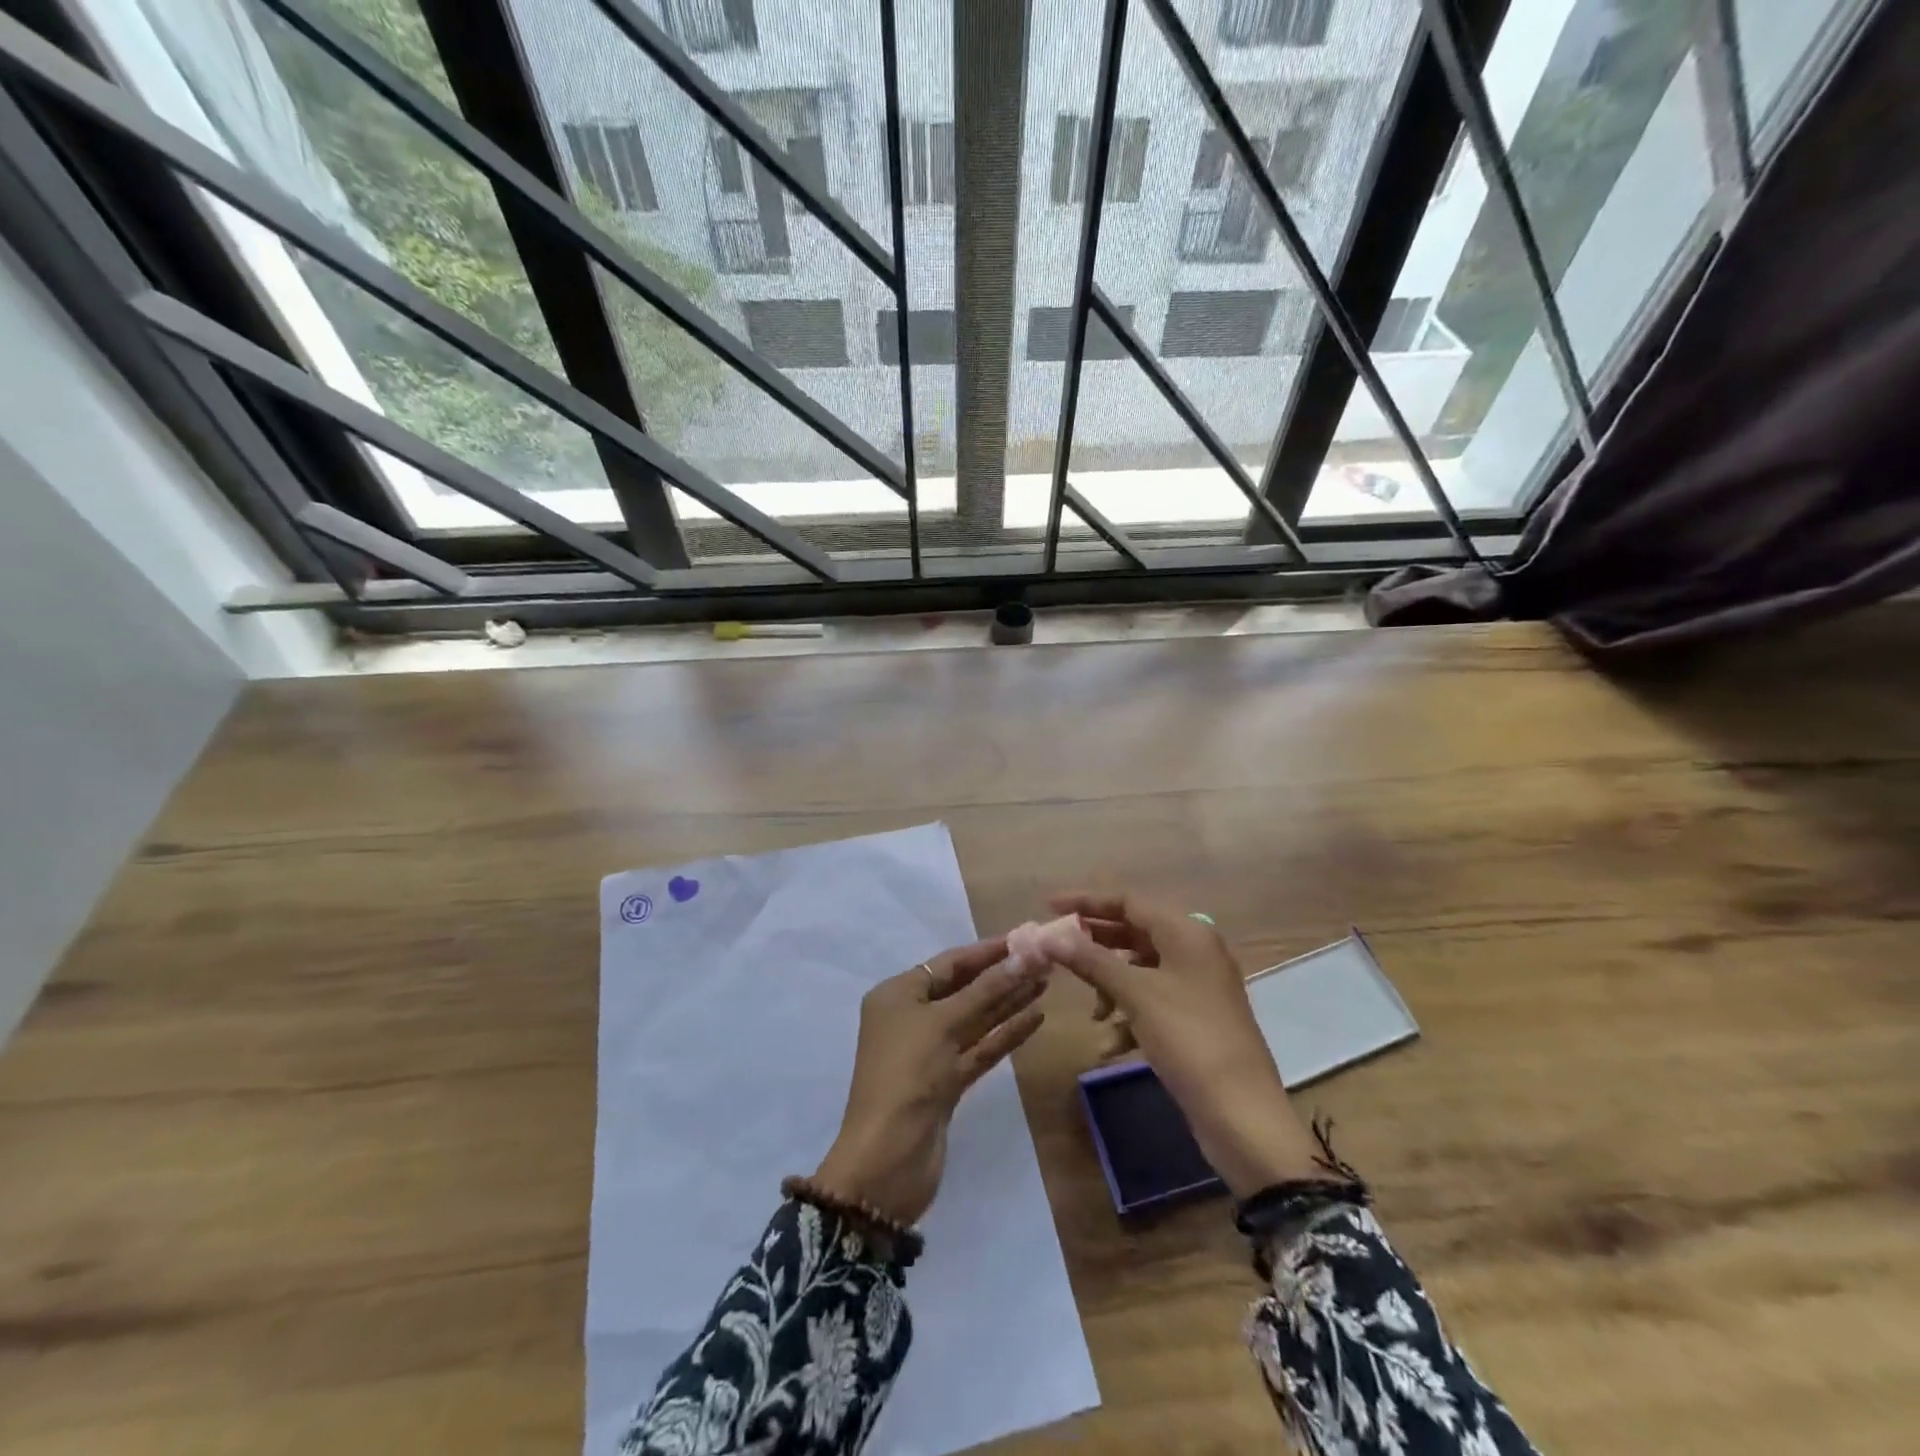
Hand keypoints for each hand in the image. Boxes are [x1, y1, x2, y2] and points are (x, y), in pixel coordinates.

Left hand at [814, 938, 1047, 1224]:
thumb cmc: (908, 1075)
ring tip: (1046, 983)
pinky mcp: (947, 1082)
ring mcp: (930, 1052)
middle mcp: (912, 1018)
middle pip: (964, 989)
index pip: (949, 963)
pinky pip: (980, 1048)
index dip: (987, 951)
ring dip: (1008, 1002)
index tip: (1025, 939)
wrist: (887, 1160)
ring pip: (975, 1019)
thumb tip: (1025, 955)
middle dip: (1002, 975)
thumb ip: (987, 990)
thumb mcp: (945, 1023)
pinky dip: (1005, 1034)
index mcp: (898, 995)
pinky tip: (1035, 1018)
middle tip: (1044, 960)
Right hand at [1045, 892, 1322, 1197]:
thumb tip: (1048, 937)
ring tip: (1094, 1014)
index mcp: (1186, 932)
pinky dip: (1130, 1016)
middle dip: (1095, 947)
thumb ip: (1090, 960)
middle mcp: (1195, 950)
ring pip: (1140, 970)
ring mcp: (1198, 986)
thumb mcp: (1135, 994)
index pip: (1128, 901)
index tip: (1048, 906)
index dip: (1086, 901)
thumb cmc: (1188, 1039)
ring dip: (1111, 987)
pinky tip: (1112, 1046)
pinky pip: (1153, 1001)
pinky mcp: (1196, 1018)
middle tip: (1058, 952)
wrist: (1242, 1114)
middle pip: (1133, 933)